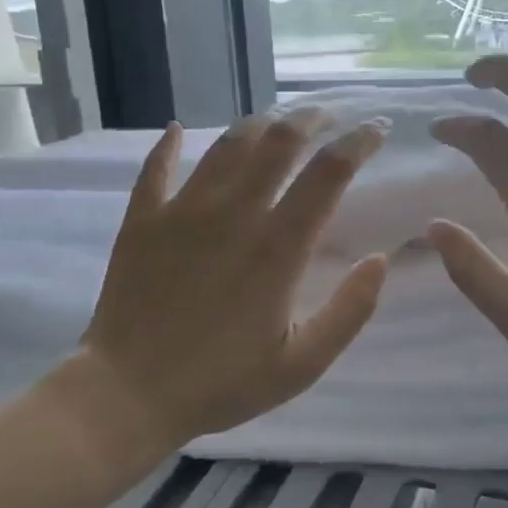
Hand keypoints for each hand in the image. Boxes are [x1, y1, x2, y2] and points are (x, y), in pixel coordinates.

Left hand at [75, 107, 389, 451]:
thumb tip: (380, 259)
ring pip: (226, 144)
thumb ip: (349, 311)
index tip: (377, 129)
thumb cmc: (221, 383)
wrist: (127, 394)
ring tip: (275, 120)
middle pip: (278, 140)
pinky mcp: (143, 220)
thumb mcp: (302, 364)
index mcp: (278, 247)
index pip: (328, 172)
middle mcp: (233, 213)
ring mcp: (183, 211)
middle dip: (310, 117)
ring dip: (257, 124)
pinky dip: (169, 144)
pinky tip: (177, 129)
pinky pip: (157, 167)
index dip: (359, 142)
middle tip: (328, 114)